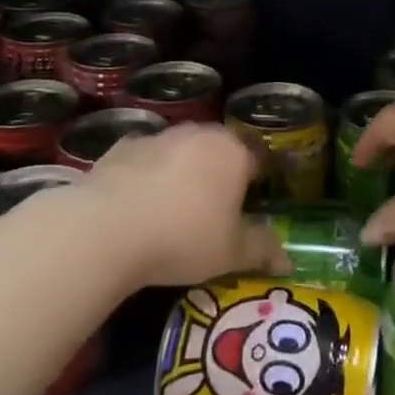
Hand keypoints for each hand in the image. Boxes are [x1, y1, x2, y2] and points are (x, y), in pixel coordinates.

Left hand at [86, 124, 289, 286]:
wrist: (105, 229)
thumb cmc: (183, 237)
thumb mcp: (231, 253)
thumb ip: (262, 250)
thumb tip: (288, 260)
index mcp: (234, 152)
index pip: (260, 158)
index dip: (262, 179)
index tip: (257, 201)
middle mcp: (200, 134)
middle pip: (221, 149)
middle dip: (222, 171)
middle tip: (218, 206)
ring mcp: (159, 137)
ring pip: (182, 150)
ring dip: (184, 170)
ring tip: (176, 206)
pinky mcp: (122, 147)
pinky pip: (146, 158)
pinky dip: (148, 174)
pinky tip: (140, 202)